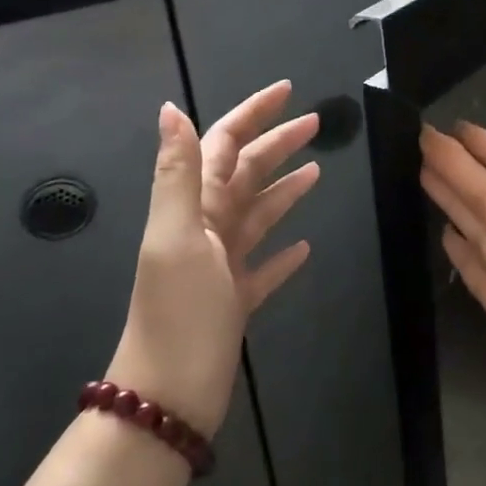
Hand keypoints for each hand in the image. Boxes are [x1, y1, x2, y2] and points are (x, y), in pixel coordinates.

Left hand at [108, 83, 319, 437]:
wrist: (169, 394)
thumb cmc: (178, 312)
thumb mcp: (177, 235)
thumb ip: (178, 173)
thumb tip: (171, 108)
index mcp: (194, 208)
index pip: (224, 145)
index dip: (253, 115)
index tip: (287, 91)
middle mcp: (207, 228)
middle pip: (247, 174)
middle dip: (277, 144)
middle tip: (315, 124)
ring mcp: (222, 265)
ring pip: (258, 215)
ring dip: (285, 190)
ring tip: (316, 173)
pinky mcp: (236, 300)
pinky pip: (264, 266)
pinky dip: (283, 253)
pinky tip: (304, 248)